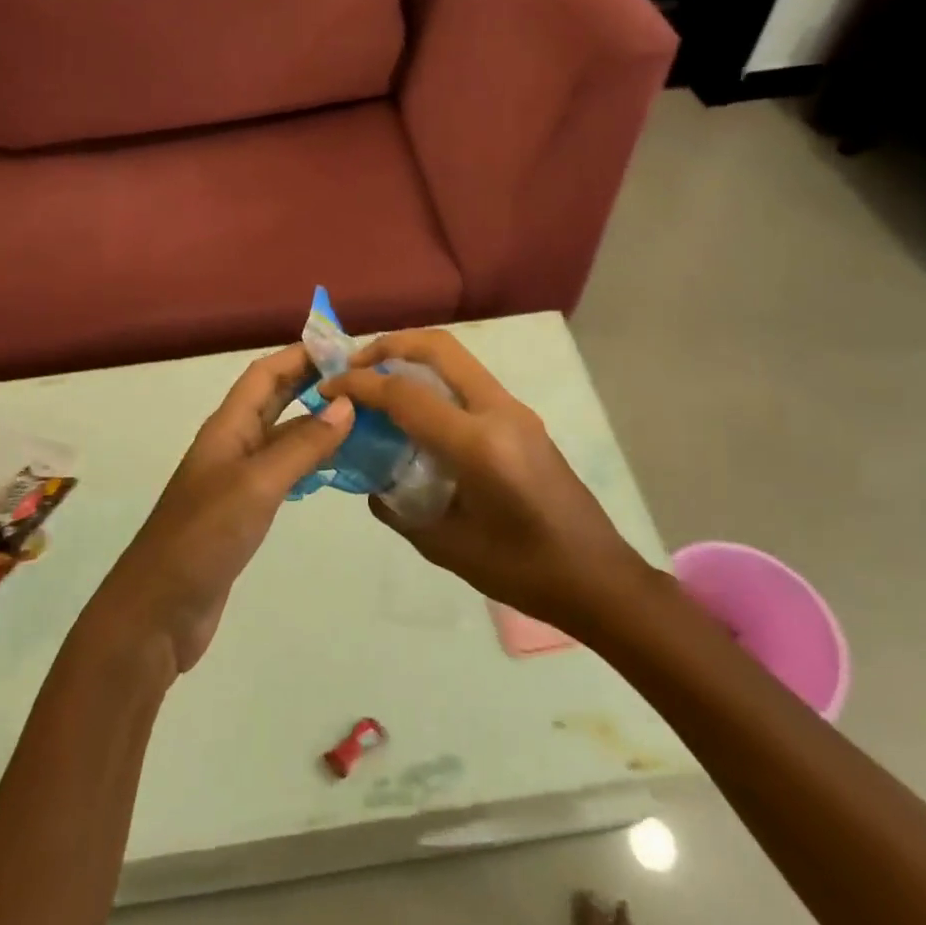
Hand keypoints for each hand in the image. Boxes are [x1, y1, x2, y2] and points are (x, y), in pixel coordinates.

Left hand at [87, 344, 353, 675]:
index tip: (344, 347)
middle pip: (273, 399)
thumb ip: (302, 445)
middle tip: (361, 378)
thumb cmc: (204, 537)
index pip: (265, 374)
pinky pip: (282, 472)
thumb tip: (346, 403)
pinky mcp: (243, 511)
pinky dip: (309, 461)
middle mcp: (231, 445)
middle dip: (311, 382)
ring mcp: (236, 479)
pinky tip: (336, 467)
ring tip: (361, 417)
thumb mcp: (257, 484)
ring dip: (315, 421)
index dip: (300, 354)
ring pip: (281, 436)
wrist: (160, 610)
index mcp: (227, 428)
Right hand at [320, 330, 653, 635]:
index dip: (359, 385)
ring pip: (456, 359)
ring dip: (412, 358)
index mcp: (478, 444)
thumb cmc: (523, 571)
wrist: (598, 578)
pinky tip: (414, 413)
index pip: (406, 394)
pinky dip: (434, 379)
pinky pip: (469, 382)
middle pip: (438, 348)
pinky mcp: (522, 420)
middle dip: (388, 345)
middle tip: (353, 367)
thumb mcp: (446, 547)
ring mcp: (516, 411)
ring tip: (376, 383)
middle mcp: (499, 412)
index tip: (327, 388)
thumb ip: (398, 509)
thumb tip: (370, 482)